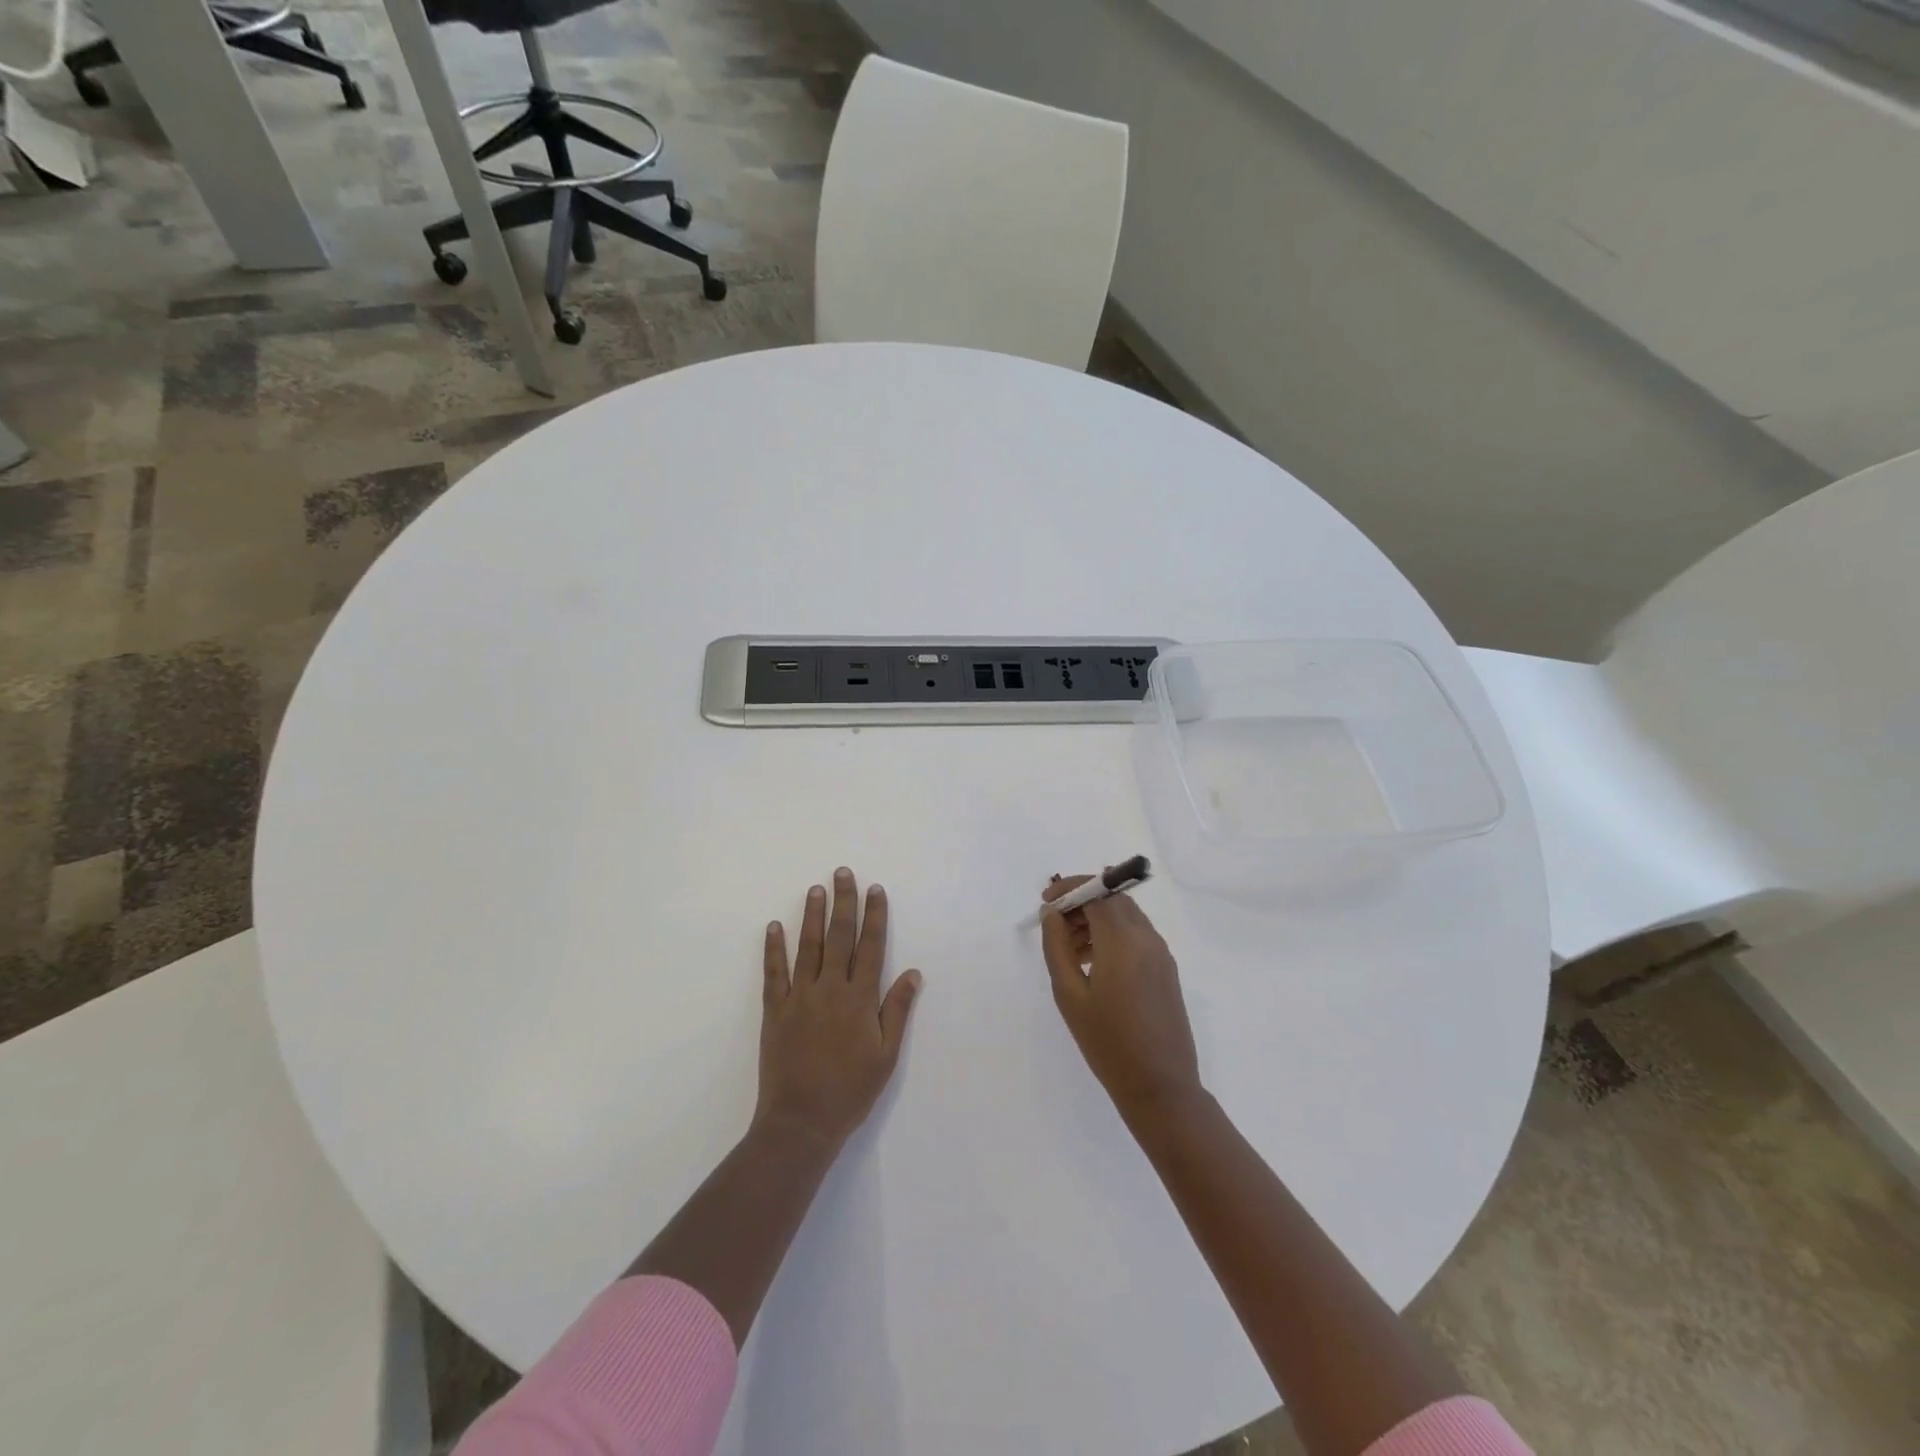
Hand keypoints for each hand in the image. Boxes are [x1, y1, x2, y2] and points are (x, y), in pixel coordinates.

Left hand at [756, 868, 922, 1149]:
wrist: (801, 1122)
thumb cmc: (850, 1091)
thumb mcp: (885, 1056)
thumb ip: (897, 1011)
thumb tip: (913, 973)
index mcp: (859, 999)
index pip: (870, 947)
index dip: (874, 916)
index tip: (875, 890)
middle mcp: (830, 989)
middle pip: (839, 937)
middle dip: (843, 903)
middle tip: (842, 873)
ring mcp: (799, 997)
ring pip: (807, 947)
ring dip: (812, 915)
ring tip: (815, 889)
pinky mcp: (775, 1010)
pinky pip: (774, 973)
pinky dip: (773, 948)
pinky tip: (774, 926)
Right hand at [1039, 875, 1201, 1123]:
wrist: (1160, 1087)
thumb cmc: (1107, 1042)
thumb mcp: (1069, 994)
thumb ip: (1057, 946)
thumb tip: (1052, 913)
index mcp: (1123, 940)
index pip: (1097, 890)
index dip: (1069, 888)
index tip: (1046, 901)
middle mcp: (1147, 938)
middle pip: (1113, 899)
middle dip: (1082, 901)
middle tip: (1055, 924)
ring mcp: (1161, 953)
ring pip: (1126, 916)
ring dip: (1097, 918)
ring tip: (1069, 947)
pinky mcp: (1166, 970)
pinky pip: (1137, 935)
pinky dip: (1113, 934)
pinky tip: (1093, 963)